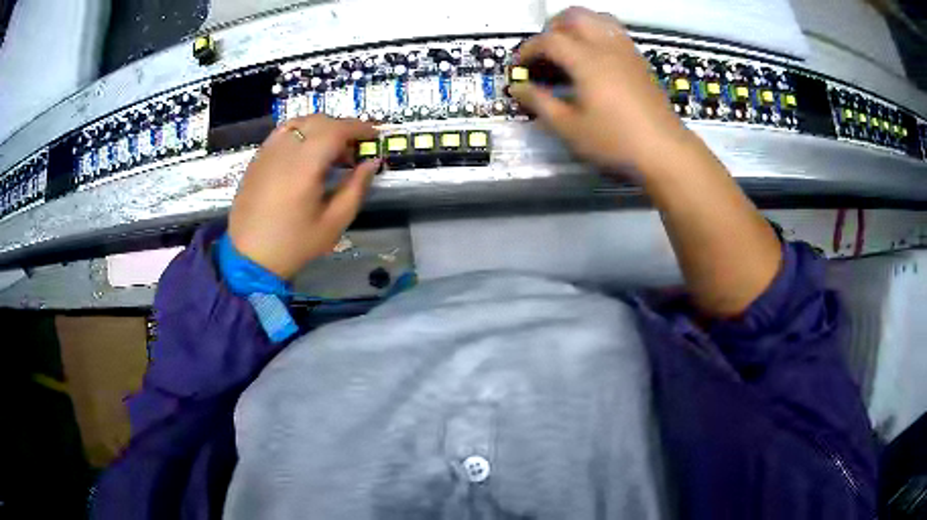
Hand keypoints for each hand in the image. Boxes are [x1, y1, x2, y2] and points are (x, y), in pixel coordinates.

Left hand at [228, 115, 380, 279]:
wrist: (249, 258)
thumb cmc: (295, 244)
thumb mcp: (334, 223)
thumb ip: (356, 188)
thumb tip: (372, 162)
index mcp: (304, 165)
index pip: (336, 130)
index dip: (359, 128)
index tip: (374, 136)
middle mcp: (284, 150)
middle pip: (318, 121)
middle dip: (341, 128)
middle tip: (353, 150)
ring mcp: (267, 152)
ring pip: (299, 122)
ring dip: (320, 128)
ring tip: (329, 150)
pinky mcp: (257, 159)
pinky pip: (282, 133)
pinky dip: (300, 133)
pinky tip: (305, 153)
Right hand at [510, 7, 695, 176]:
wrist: (665, 151)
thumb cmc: (616, 142)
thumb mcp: (570, 128)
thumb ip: (541, 103)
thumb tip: (518, 88)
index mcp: (587, 60)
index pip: (549, 40)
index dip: (527, 50)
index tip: (519, 67)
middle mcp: (607, 46)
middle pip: (573, 16)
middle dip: (551, 28)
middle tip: (544, 51)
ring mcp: (627, 51)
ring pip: (598, 17)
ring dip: (576, 25)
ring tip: (568, 47)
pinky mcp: (639, 60)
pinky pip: (614, 31)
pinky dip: (597, 33)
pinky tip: (593, 57)